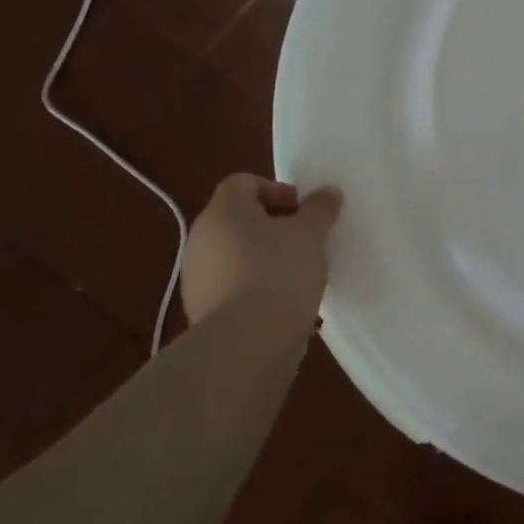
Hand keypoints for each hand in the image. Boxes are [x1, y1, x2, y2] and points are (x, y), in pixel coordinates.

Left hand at [181, 174, 341, 328]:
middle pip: (238, 218)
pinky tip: (281, 302)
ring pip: (236, 253)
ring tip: (298, 275)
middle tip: (306, 240)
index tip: (303, 212)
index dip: (277, 190)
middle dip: (274, 225)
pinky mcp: (201, 310)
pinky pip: (232, 284)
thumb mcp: (311, 233)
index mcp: (222, 211)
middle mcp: (200, 238)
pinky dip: (255, 285)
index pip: (243, 183)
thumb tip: (327, 192)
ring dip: (265, 257)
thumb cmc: (280, 271)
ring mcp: (196, 276)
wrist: (247, 341)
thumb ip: (320, 208)